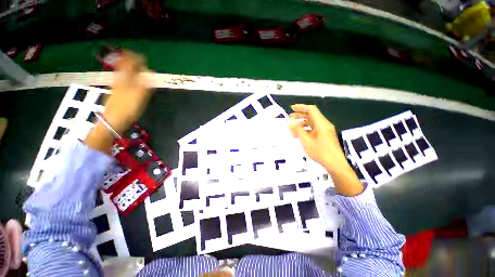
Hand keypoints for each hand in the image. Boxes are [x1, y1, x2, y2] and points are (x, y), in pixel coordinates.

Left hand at [85, 51, 152, 153]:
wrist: (113, 120)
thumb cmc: (127, 107)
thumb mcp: (139, 94)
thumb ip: (145, 81)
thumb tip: (150, 71)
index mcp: (124, 78)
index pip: (128, 62)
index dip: (135, 57)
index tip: (142, 56)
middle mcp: (119, 79)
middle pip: (124, 66)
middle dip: (132, 62)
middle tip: (141, 61)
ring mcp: (116, 86)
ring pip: (124, 73)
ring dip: (131, 70)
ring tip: (138, 70)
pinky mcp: (117, 93)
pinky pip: (124, 80)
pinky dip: (129, 78)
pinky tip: (133, 82)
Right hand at [288, 104, 346, 171]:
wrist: (335, 164)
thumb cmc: (320, 152)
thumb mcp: (306, 141)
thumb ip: (298, 130)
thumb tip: (290, 122)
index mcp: (321, 123)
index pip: (311, 110)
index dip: (301, 107)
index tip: (291, 108)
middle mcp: (324, 125)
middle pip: (311, 116)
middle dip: (300, 116)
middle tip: (290, 118)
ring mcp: (325, 131)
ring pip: (312, 123)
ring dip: (302, 124)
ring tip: (293, 130)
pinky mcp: (325, 136)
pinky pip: (314, 129)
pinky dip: (306, 130)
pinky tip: (300, 135)